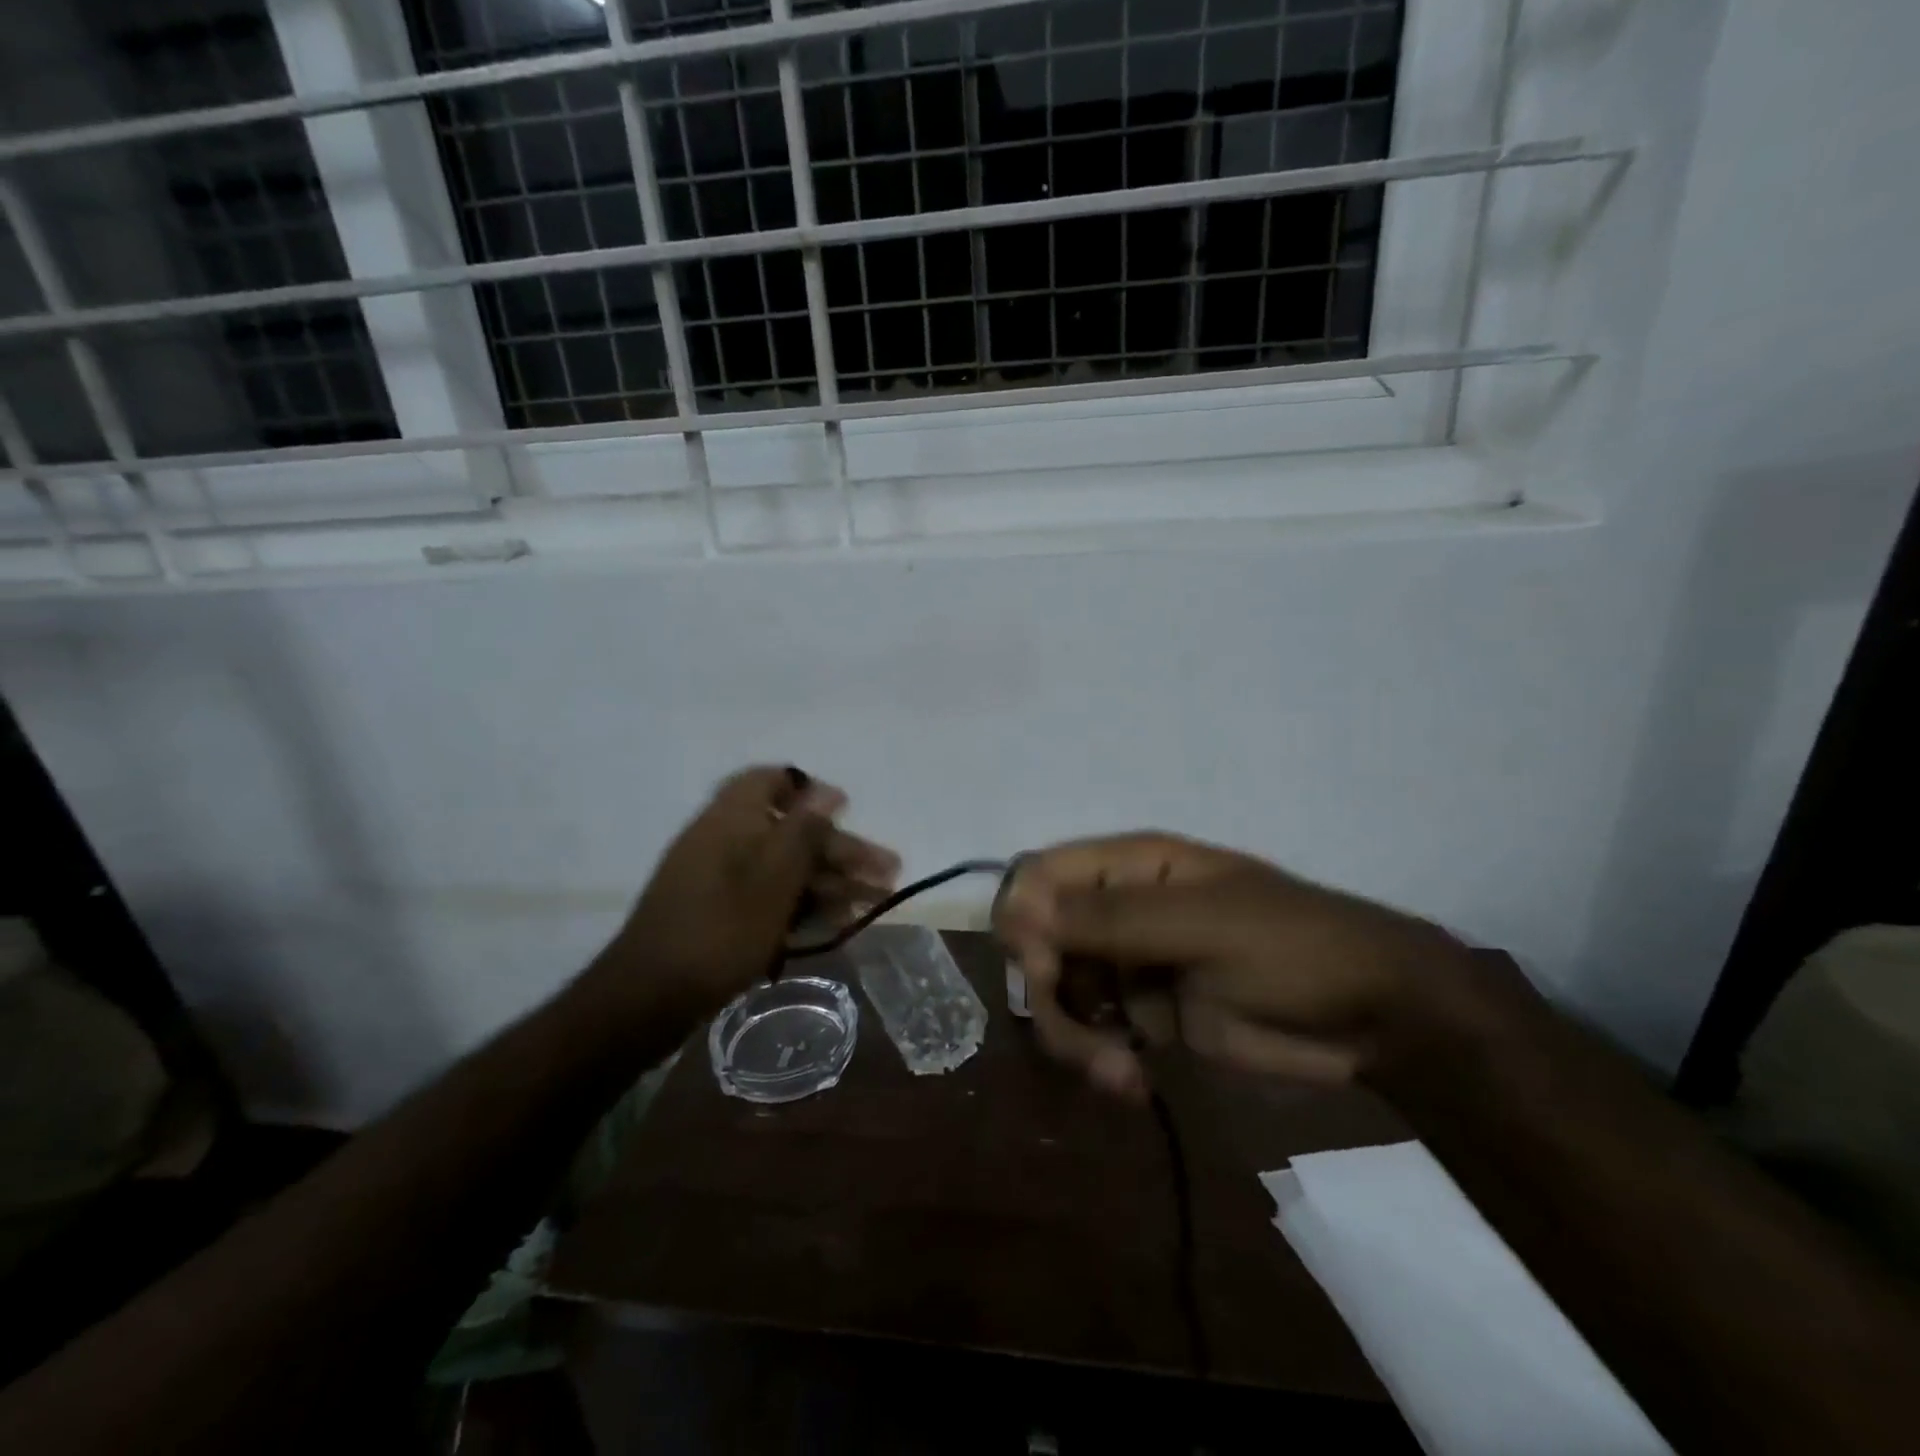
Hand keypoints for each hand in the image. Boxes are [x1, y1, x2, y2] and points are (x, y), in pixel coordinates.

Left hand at [593, 766, 899, 1017]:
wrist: (650, 998)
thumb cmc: (721, 928)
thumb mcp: (774, 876)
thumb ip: (804, 830)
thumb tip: (828, 789)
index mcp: (733, 818)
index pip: (773, 780)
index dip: (812, 791)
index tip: (848, 811)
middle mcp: (725, 839)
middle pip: (793, 832)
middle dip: (842, 852)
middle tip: (888, 874)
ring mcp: (719, 878)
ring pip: (786, 868)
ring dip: (831, 882)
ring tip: (877, 903)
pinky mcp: (719, 912)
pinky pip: (769, 896)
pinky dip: (803, 905)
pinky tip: (837, 924)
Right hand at [993, 832, 1484, 1099]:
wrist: (1372, 1017)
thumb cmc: (1290, 947)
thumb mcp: (1201, 924)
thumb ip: (1109, 917)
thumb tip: (1017, 906)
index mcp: (1130, 867)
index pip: (1039, 876)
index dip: (1022, 917)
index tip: (1040, 967)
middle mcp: (1118, 910)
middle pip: (1038, 941)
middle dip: (1047, 991)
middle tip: (1083, 1032)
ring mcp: (1130, 965)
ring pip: (1059, 994)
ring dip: (1072, 1036)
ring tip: (1116, 1073)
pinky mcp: (1146, 1016)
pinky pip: (1093, 1033)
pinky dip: (1099, 1060)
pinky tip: (1133, 1084)